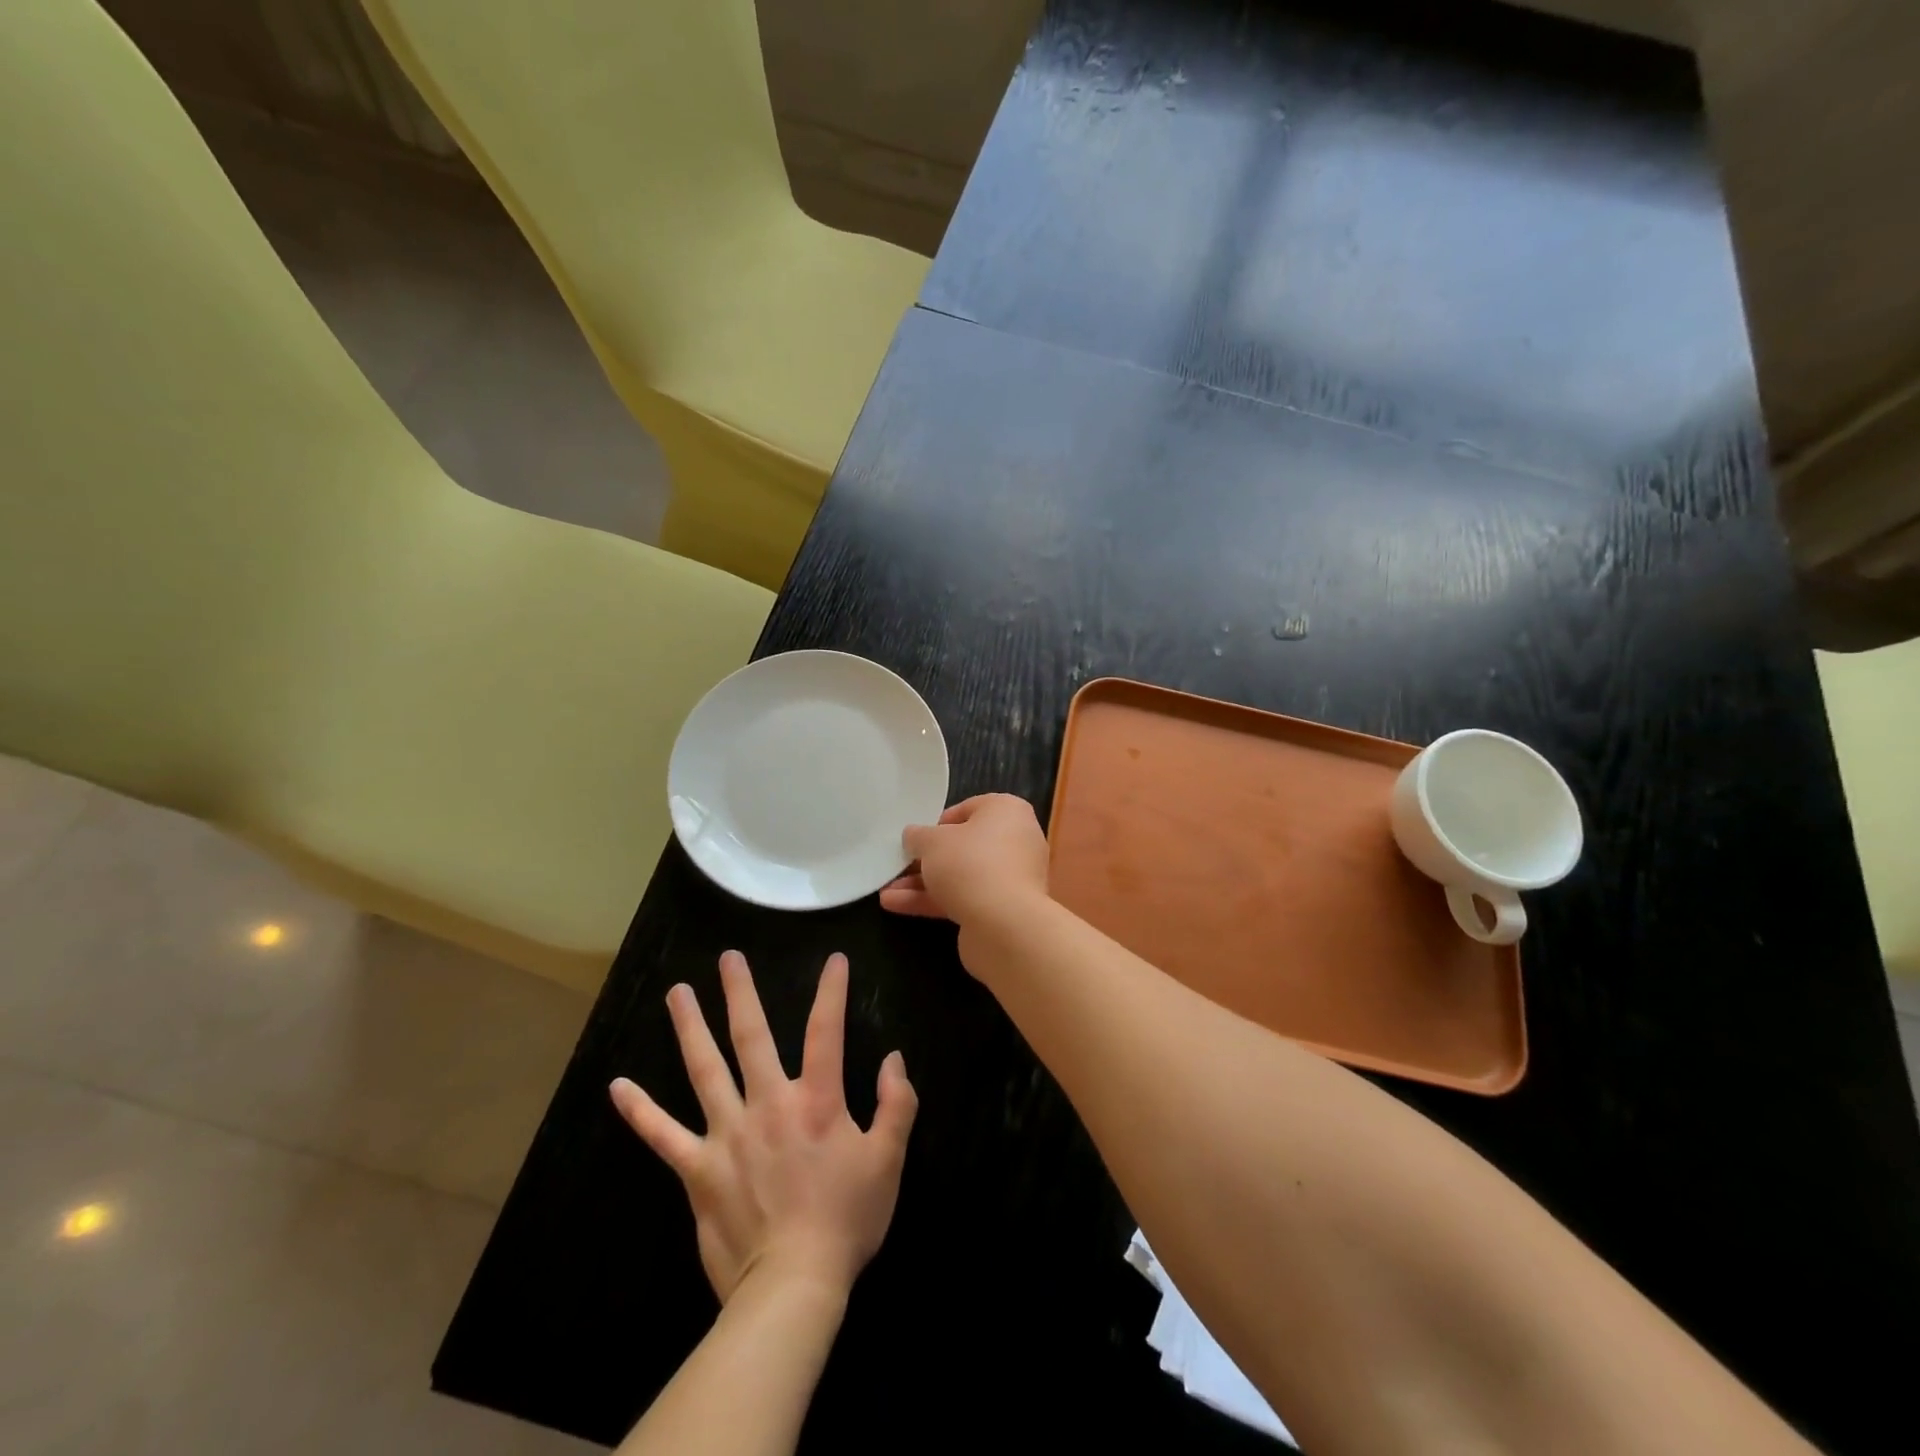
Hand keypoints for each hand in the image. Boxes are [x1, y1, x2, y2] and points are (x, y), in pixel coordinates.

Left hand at [609, 951, 916, 1303]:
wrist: (793, 1285)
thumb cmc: (845, 1219)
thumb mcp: (888, 1160)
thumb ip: (897, 1104)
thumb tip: (894, 1058)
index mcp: (816, 1101)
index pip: (826, 1031)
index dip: (832, 991)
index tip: (833, 960)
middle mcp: (768, 1105)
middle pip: (752, 1037)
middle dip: (741, 993)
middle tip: (727, 958)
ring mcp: (727, 1134)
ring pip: (704, 1070)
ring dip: (690, 1028)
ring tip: (676, 993)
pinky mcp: (698, 1168)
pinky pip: (663, 1135)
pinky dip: (640, 1111)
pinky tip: (618, 1087)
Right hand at [879, 793, 1050, 928]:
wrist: (1003, 924)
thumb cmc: (969, 863)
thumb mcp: (932, 841)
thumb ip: (918, 836)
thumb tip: (914, 836)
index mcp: (1008, 811)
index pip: (969, 808)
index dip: (939, 822)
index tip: (917, 836)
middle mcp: (1015, 841)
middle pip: (964, 845)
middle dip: (927, 858)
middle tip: (899, 863)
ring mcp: (1011, 878)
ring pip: (961, 875)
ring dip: (923, 883)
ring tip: (886, 889)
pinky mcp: (1002, 909)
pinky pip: (964, 898)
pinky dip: (932, 901)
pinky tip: (895, 905)